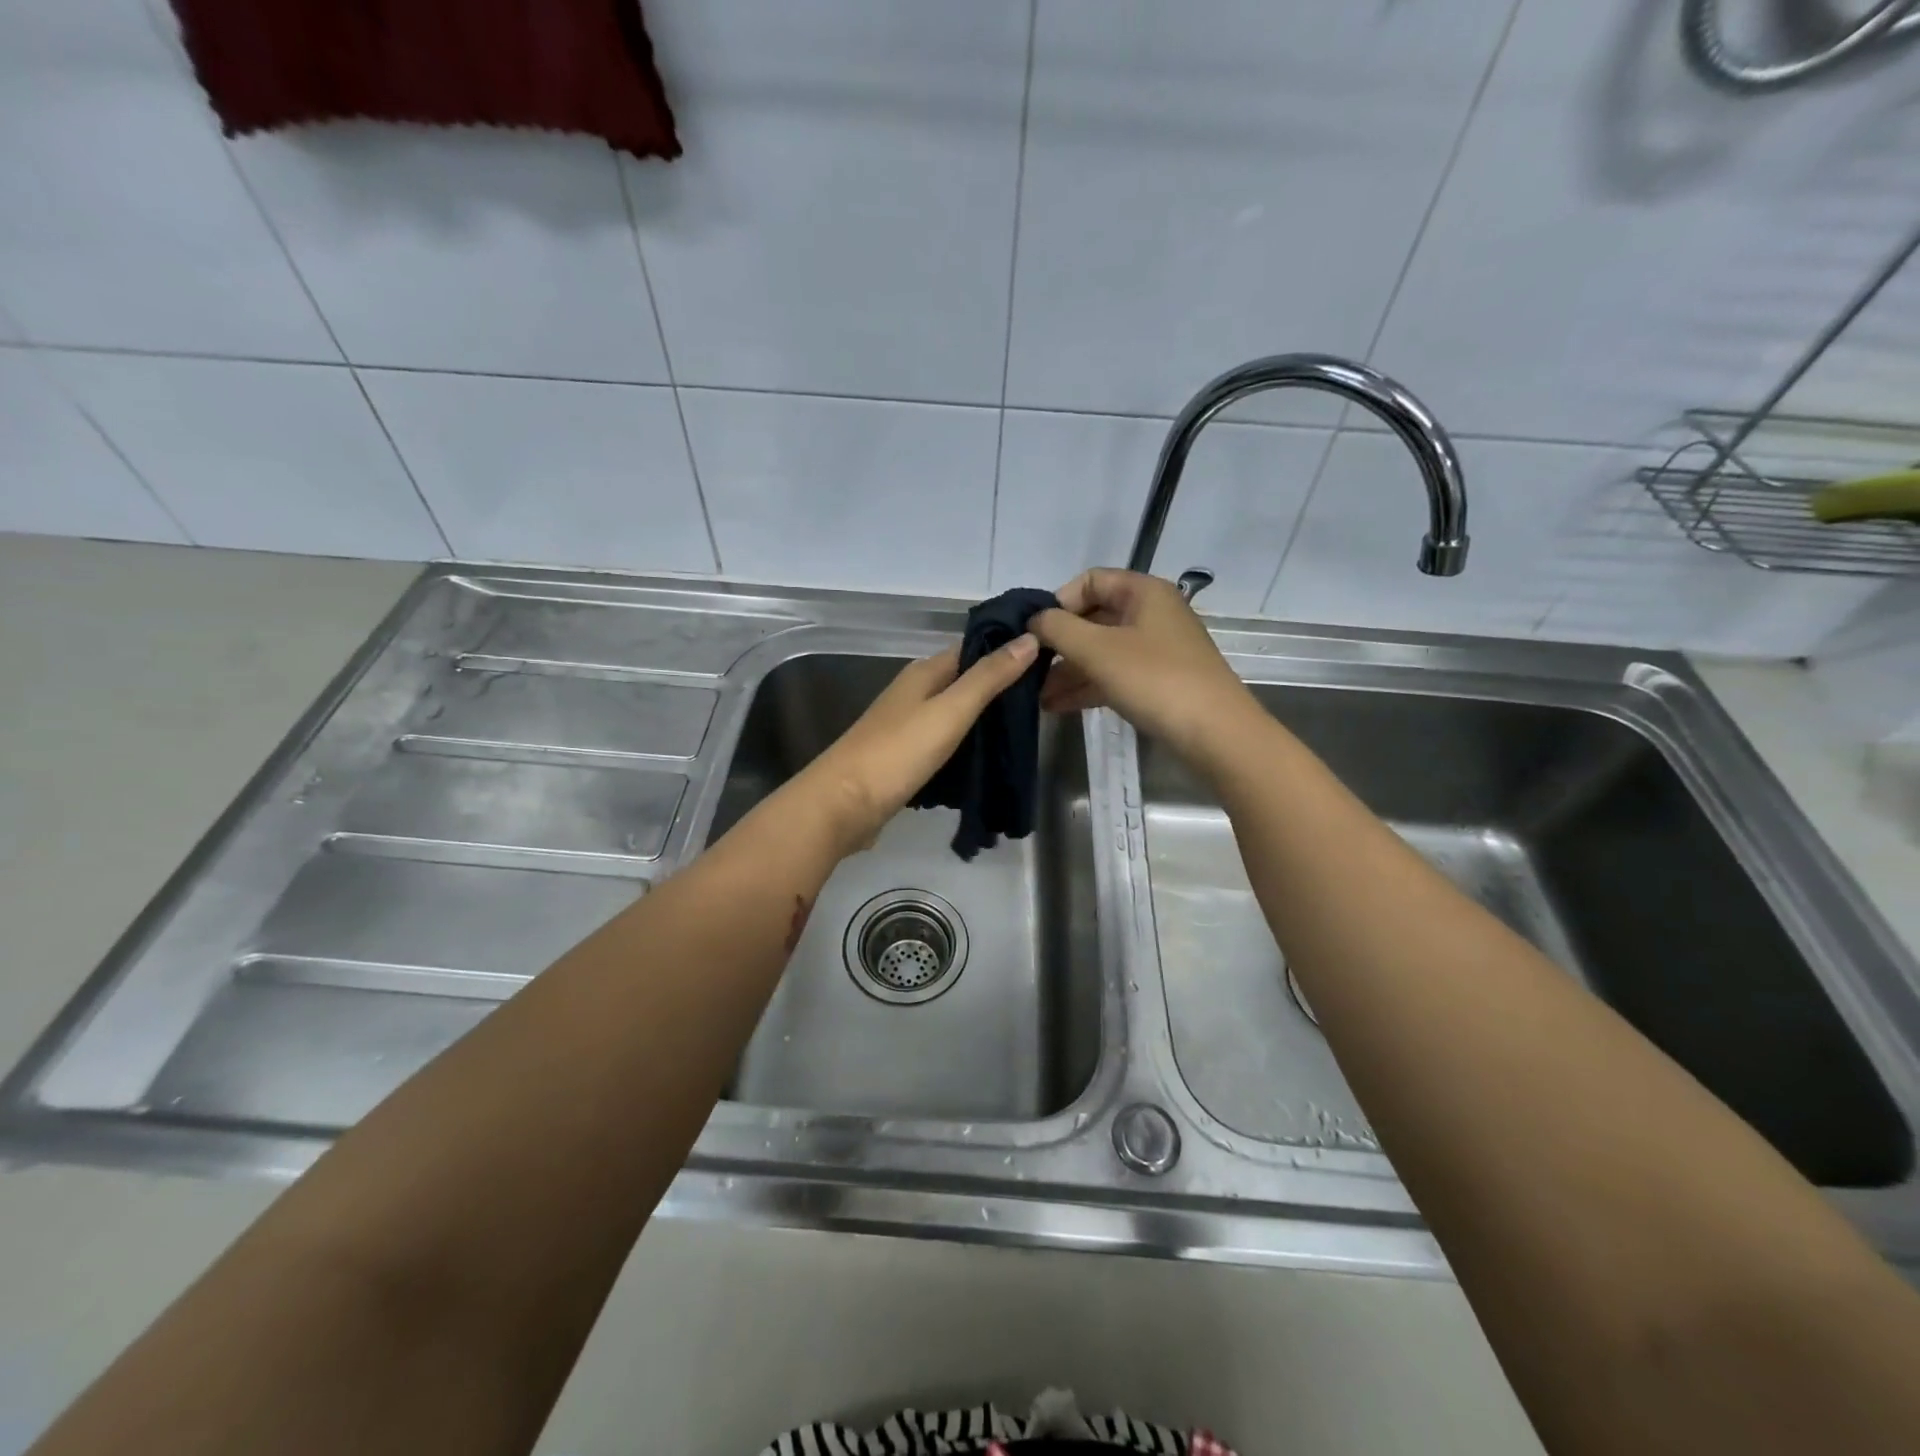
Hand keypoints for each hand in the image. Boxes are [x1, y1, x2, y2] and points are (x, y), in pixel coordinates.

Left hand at [798, 637, 1039, 855]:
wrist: (843, 805)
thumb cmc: (898, 752)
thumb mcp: (950, 710)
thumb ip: (988, 678)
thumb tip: (1029, 638)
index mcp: (924, 673)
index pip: (973, 649)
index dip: (1008, 649)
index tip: (1050, 655)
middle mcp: (915, 693)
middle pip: (966, 682)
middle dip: (1002, 688)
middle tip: (1048, 697)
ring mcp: (908, 727)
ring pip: (956, 714)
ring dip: (986, 719)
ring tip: (1029, 728)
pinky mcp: (906, 758)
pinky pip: (946, 743)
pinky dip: (968, 746)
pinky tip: (991, 759)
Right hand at [1032, 569, 1255, 763]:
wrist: (1214, 733)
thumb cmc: (1155, 679)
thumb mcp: (1098, 650)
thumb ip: (1058, 629)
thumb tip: (1035, 620)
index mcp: (1143, 592)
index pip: (1089, 581)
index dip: (1059, 603)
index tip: (1036, 633)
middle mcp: (1151, 614)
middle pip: (1093, 618)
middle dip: (1059, 644)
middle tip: (1029, 668)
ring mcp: (1156, 649)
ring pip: (1101, 651)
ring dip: (1068, 670)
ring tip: (1036, 696)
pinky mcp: (1157, 681)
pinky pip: (1113, 675)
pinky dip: (1086, 686)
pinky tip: (1057, 706)